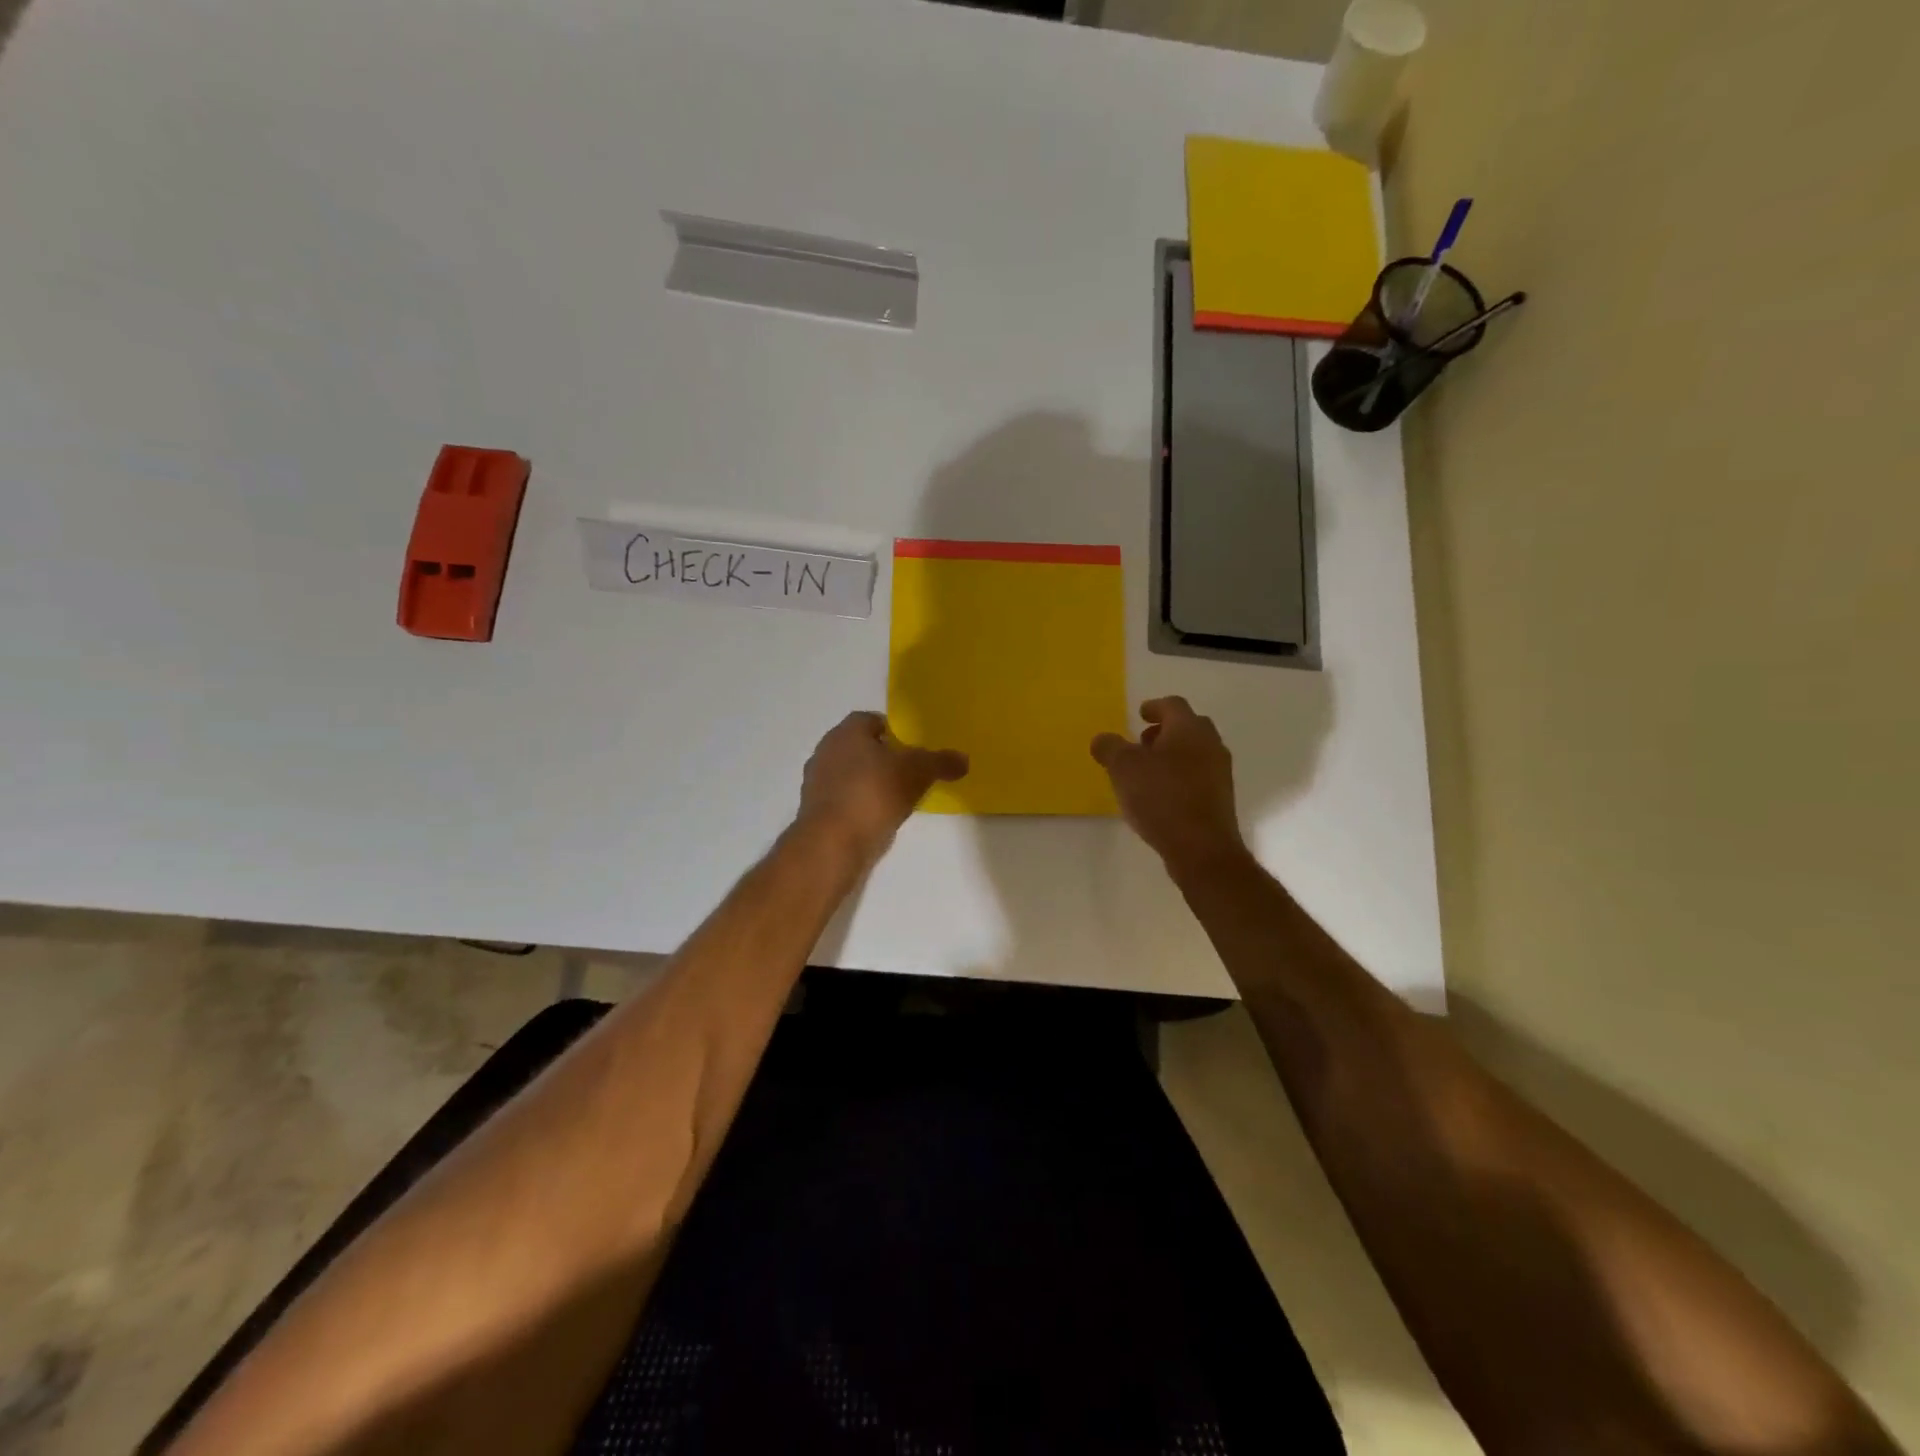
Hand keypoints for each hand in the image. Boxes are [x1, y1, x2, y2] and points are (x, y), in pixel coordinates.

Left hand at [797, 711, 968, 868]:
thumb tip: (963, 759)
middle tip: (907, 772)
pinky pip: (843, 800)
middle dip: (881, 757)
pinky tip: (877, 819)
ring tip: (895, 799)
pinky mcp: (815, 811)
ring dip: (869, 782)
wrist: (833, 842)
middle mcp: (826, 750)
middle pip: (858, 747)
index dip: (892, 731)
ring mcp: (816, 782)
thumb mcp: (918, 773)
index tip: (911, 748)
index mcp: (847, 732)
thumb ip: (941, 762)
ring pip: (849, 774)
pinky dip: (859, 805)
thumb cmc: (875, 793)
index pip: (870, 720)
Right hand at [1091, 697, 1245, 874]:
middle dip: (1164, 731)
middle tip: (1142, 742)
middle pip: (1188, 727)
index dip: (1154, 707)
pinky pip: (1198, 777)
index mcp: (1189, 729)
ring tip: (1147, 772)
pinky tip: (1161, 795)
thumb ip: (1110, 748)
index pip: (1173, 705)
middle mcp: (1210, 745)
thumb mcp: (1123, 768)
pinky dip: (1180, 777)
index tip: (1141, 714)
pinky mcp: (1220, 799)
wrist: (1202, 848)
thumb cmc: (1162, 798)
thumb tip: (1102, 739)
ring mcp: (1219, 773)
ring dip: (1172, 755)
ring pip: (1195, 753)